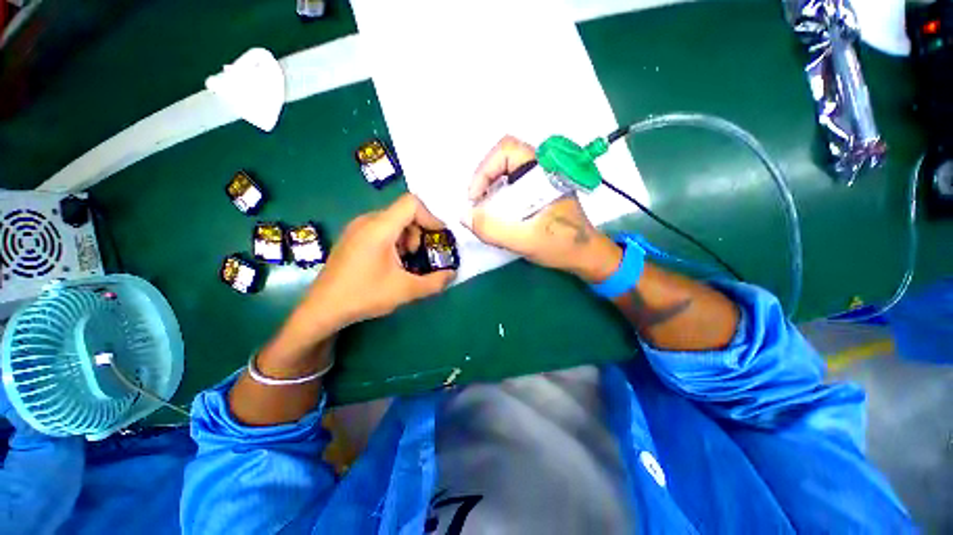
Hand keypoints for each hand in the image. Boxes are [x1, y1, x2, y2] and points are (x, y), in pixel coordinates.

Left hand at [305, 193, 455, 328]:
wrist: (323, 308)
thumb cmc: (364, 296)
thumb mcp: (406, 290)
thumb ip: (435, 282)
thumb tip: (453, 274)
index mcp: (379, 228)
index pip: (411, 203)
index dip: (430, 216)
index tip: (438, 236)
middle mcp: (366, 221)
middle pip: (403, 212)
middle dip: (418, 232)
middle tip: (417, 255)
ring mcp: (356, 228)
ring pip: (392, 220)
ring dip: (406, 237)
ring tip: (404, 261)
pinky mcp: (352, 237)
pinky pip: (380, 228)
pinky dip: (394, 240)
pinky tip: (389, 262)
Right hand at [464, 136, 622, 282]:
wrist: (586, 256)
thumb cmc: (562, 246)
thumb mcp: (526, 241)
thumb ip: (494, 230)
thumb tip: (465, 215)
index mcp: (544, 172)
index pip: (508, 150)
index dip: (485, 169)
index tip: (476, 197)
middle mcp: (542, 170)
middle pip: (504, 159)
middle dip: (485, 179)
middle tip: (477, 204)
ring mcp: (541, 181)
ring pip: (507, 172)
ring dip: (490, 188)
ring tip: (484, 210)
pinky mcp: (539, 192)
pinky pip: (513, 184)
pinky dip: (499, 195)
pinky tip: (497, 214)